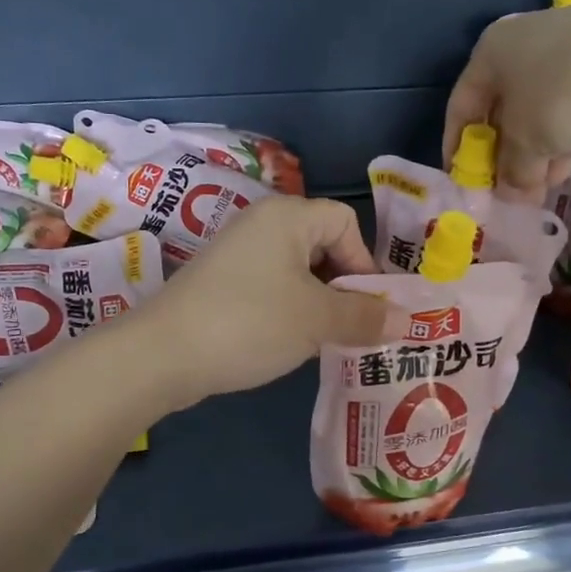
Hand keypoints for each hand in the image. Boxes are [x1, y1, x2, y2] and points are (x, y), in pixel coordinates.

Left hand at [134, 197, 389, 408]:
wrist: (163, 354)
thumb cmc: (250, 322)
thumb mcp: (317, 321)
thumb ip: (365, 316)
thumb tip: (407, 319)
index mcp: (287, 216)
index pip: (345, 223)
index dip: (364, 262)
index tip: (367, 306)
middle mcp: (261, 224)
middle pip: (322, 245)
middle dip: (344, 287)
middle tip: (351, 328)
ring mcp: (236, 254)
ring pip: (297, 272)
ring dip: (318, 304)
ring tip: (324, 341)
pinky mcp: (221, 283)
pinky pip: (271, 288)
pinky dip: (288, 311)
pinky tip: (288, 343)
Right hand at [443, 0, 570, 198]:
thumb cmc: (565, 96)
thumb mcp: (527, 144)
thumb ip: (511, 172)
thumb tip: (509, 193)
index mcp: (490, 52)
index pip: (461, 107)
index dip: (458, 148)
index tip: (464, 182)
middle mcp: (523, 41)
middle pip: (503, 108)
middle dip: (505, 155)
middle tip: (511, 190)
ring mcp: (568, 44)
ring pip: (540, 107)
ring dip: (538, 150)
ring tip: (545, 185)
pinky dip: (567, 132)